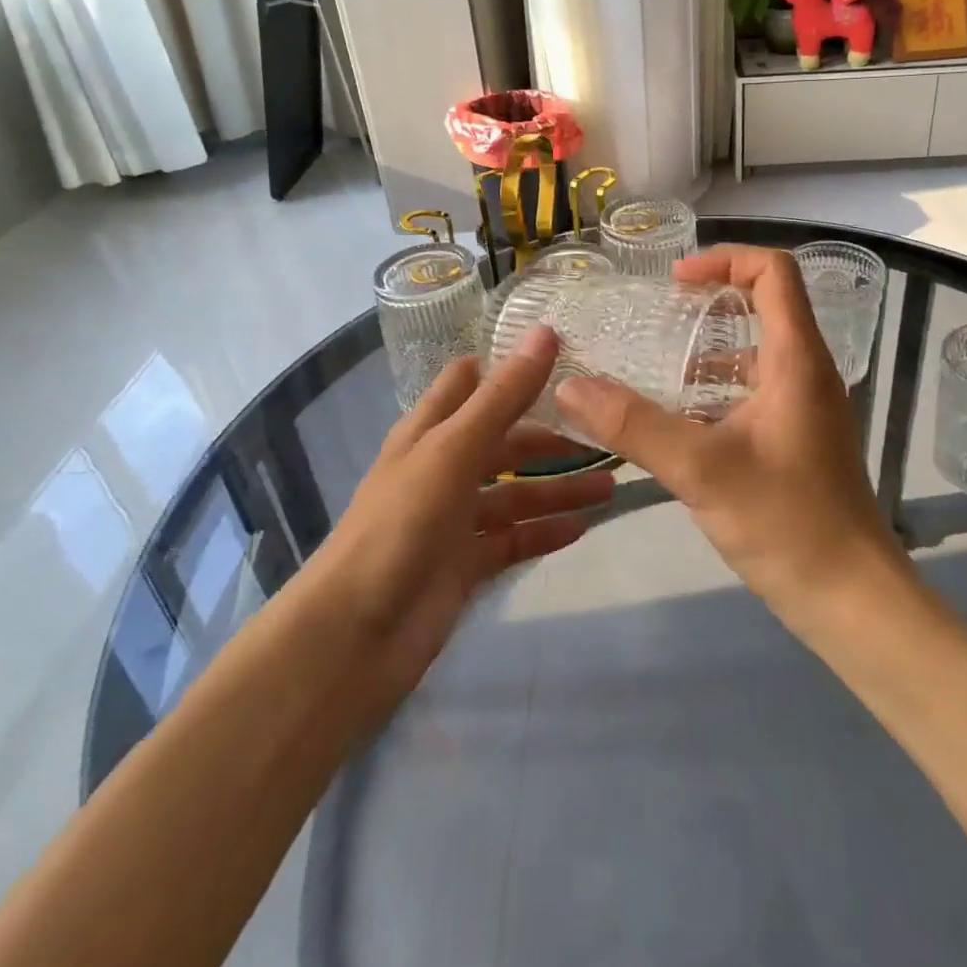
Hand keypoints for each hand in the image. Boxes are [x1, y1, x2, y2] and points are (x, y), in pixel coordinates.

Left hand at [306, 328, 612, 719]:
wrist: (355, 634)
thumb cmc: (402, 523)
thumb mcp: (454, 449)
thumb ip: (503, 395)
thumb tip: (545, 332)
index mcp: (430, 431)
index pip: (470, 383)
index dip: (510, 367)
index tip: (566, 355)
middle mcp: (442, 467)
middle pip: (504, 441)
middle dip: (550, 436)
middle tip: (607, 432)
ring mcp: (454, 518)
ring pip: (515, 493)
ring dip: (558, 488)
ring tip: (611, 486)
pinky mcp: (465, 563)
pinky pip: (513, 539)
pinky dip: (544, 532)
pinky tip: (582, 528)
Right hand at [554, 245, 904, 621]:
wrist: (850, 598)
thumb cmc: (786, 523)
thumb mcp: (701, 469)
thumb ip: (633, 426)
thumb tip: (570, 386)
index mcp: (797, 360)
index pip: (775, 272)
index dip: (726, 259)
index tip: (675, 283)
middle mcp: (806, 372)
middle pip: (765, 304)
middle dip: (711, 300)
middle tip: (658, 316)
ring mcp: (804, 406)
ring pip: (756, 351)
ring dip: (708, 348)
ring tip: (654, 365)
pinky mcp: (796, 437)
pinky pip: (753, 389)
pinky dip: (715, 388)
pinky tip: (675, 418)